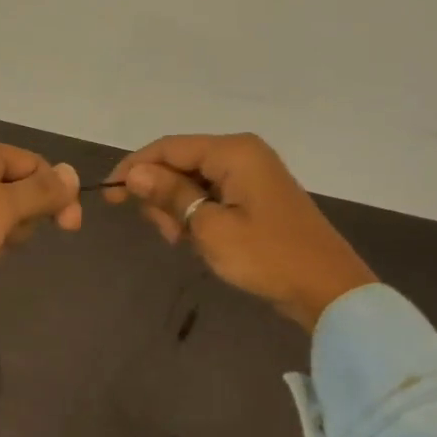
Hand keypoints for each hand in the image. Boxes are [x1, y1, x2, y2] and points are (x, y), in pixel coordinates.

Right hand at [106, 133, 375, 330]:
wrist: (328, 290)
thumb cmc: (267, 256)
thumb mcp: (210, 228)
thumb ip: (170, 195)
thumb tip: (134, 173)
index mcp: (233, 151)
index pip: (169, 147)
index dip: (135, 167)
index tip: (109, 196)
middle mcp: (243, 153)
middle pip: (181, 162)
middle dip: (161, 193)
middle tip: (165, 234)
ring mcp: (252, 175)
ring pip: (195, 181)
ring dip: (179, 208)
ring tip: (183, 242)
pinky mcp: (257, 197)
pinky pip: (214, 195)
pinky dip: (198, 214)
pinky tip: (198, 240)